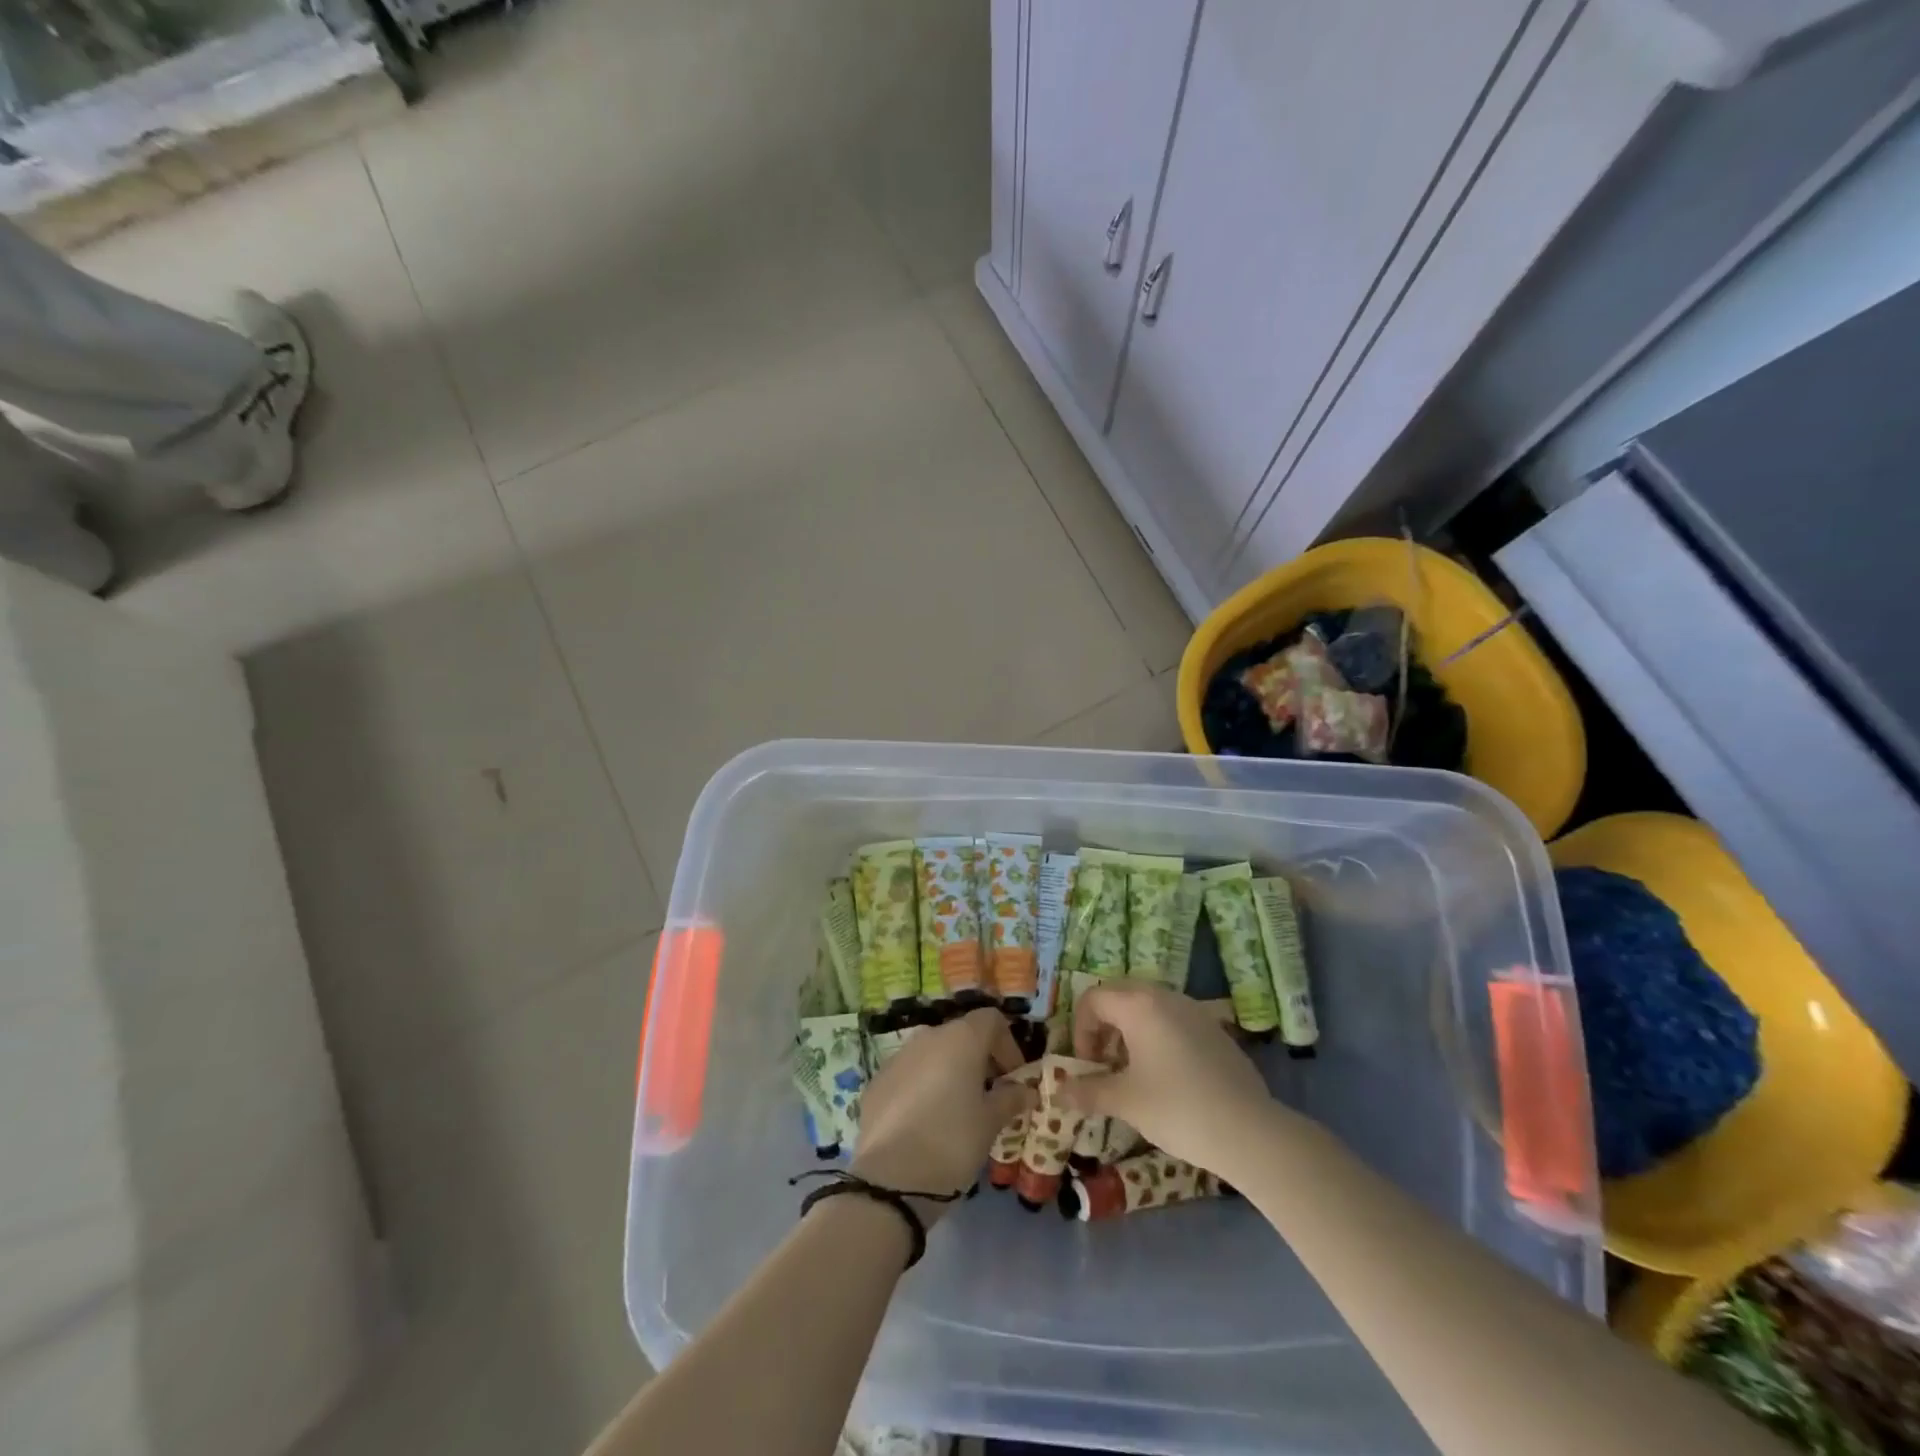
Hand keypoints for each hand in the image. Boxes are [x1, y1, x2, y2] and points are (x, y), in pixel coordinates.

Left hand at [851, 1009, 1036, 1220]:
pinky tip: (925, 1122)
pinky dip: (924, 1087)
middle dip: (980, 1060)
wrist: (889, 1179)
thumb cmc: (952, 1142)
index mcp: (961, 1039)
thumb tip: (1026, 1090)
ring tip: (958, 1110)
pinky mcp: (877, 1080)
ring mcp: (899, 1056)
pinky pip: (910, 1074)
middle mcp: (928, 1037)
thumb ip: (1010, 1099)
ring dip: (951, 1072)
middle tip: (990, 1096)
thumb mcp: (990, 1123)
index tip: (1013, 1078)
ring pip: (934, 1054)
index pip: (991, 1020)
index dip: (1008, 1045)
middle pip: (962, 1035)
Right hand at [1061, 981, 1287, 1181]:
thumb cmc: (1177, 1108)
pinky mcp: (1213, 1028)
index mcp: (1138, 1005)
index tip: (1088, 1065)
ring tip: (1131, 1070)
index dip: (1081, 1030)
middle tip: (1103, 1062)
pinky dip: (1156, 1036)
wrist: (1249, 1131)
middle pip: (1119, 995)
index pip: (1093, 999)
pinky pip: (1172, 1018)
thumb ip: (1089, 1091)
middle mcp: (1164, 996)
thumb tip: (1058, 1093)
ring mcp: (1193, 1010)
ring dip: (1129, 1030)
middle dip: (1103, 1025)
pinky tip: (1166, 1076)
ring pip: (1147, 1005)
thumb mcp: (1126, 1101)